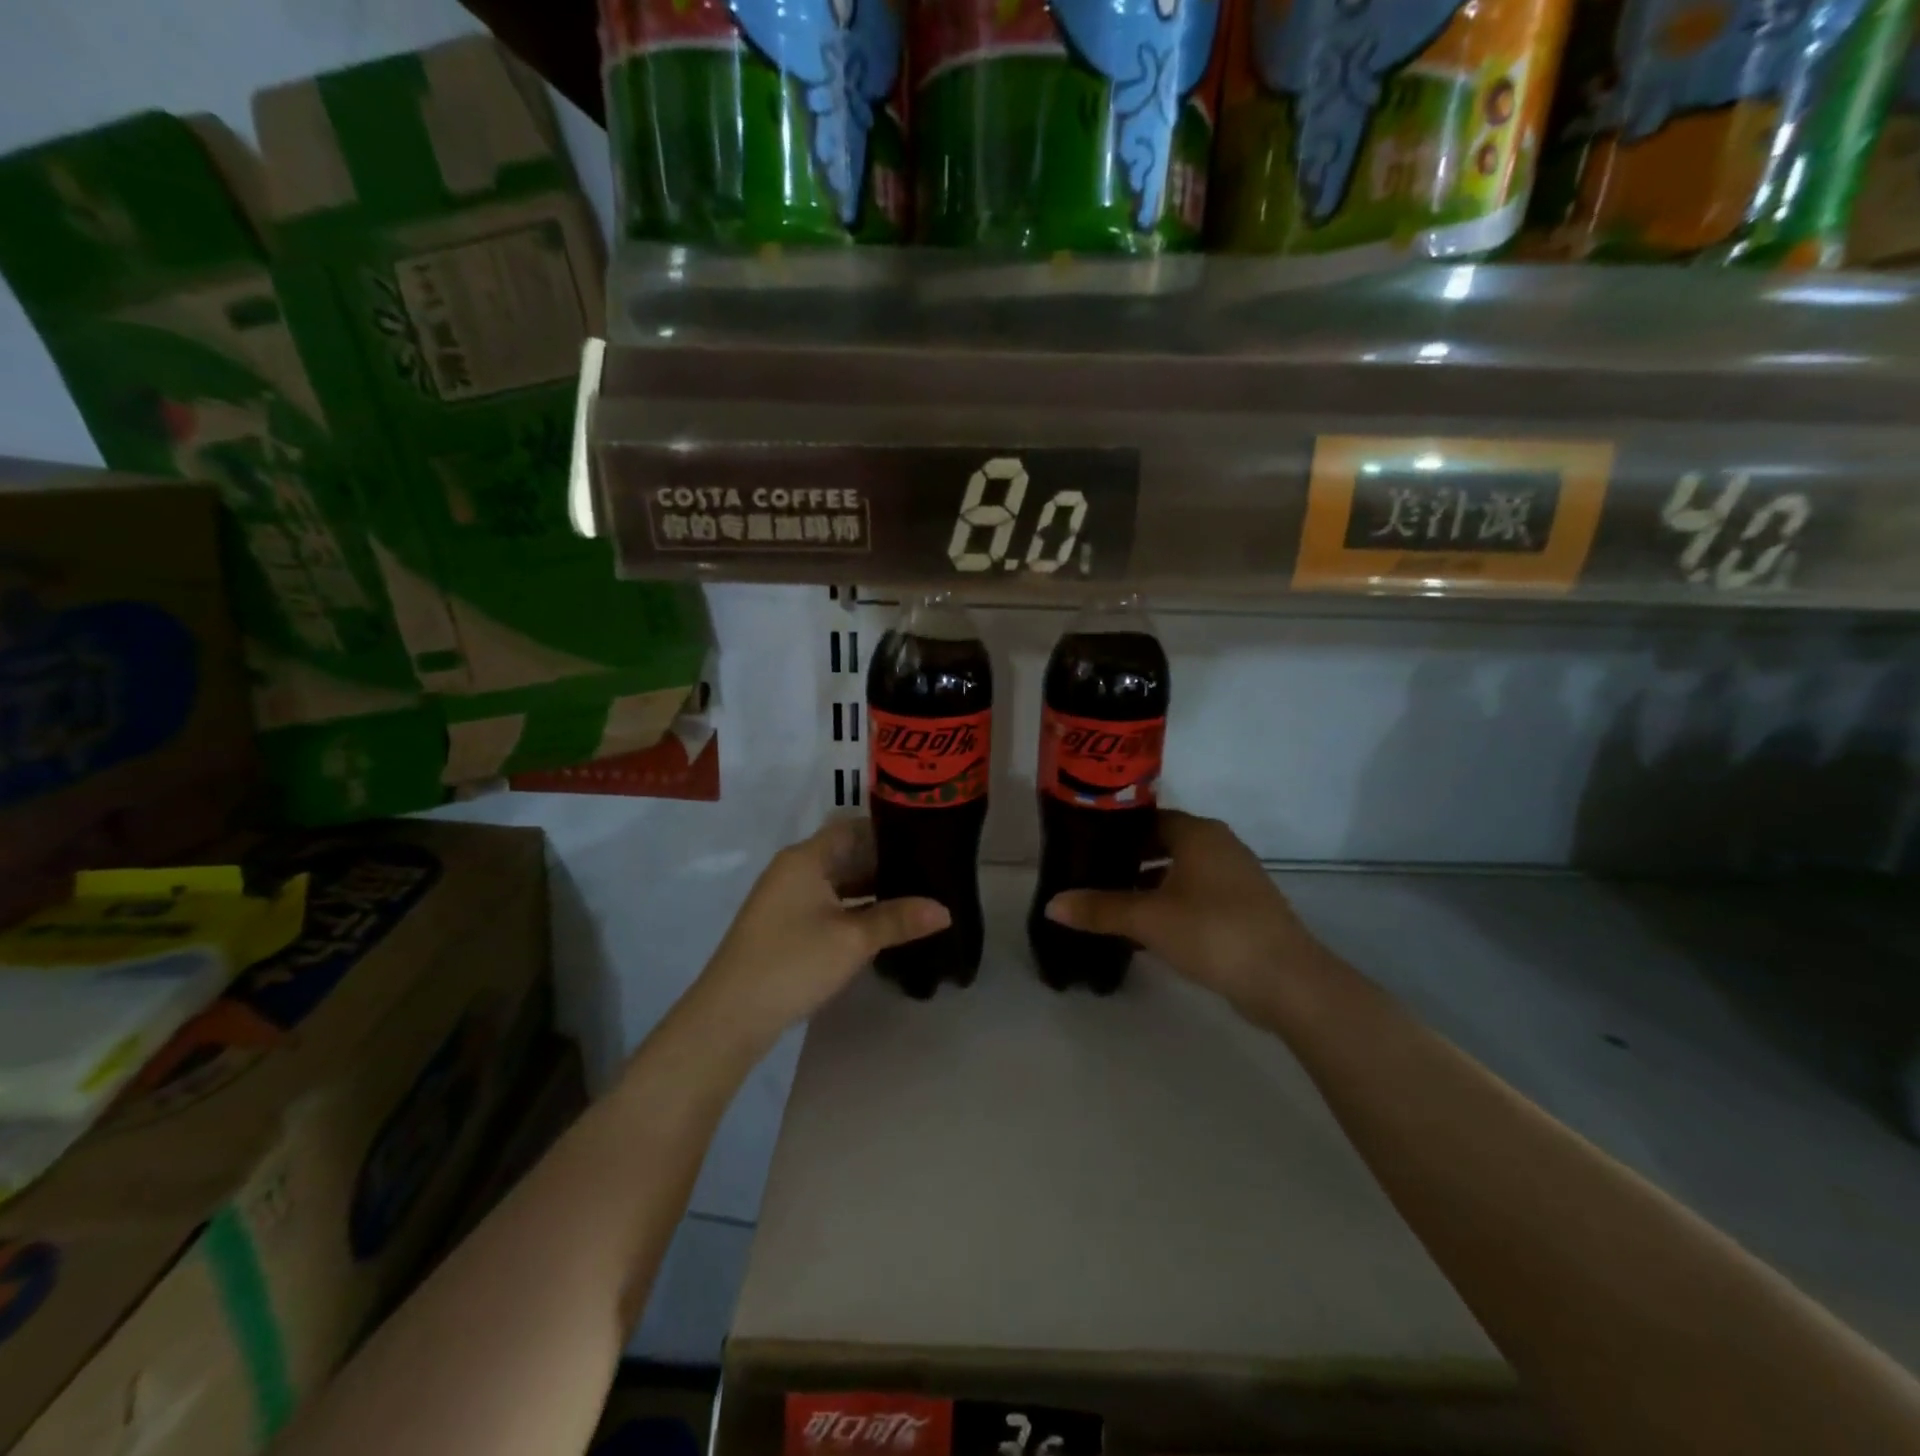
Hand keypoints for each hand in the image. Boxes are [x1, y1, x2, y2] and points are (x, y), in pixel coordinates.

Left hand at [687, 818, 948, 1056]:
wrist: (730, 1016)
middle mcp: (795, 869)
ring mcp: (787, 898)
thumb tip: (945, 909)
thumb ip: (898, 919)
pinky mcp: (786, 925)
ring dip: (872, 889)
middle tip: (931, 872)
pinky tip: (884, 922)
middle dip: (886, 863)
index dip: (889, 831)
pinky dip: (856, 908)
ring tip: (917, 896)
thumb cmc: (792, 963)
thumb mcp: (852, 940)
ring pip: (839, 882)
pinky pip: (829, 904)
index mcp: (806, 858)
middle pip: (847, 853)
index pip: (853, 827)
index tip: (926, 840)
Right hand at [1045, 810, 1326, 1021]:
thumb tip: (1052, 905)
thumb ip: (1099, 909)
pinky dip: (1171, 902)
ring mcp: (1236, 876)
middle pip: (1163, 843)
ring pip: (1180, 871)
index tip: (1084, 846)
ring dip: (1149, 884)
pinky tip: (1148, 928)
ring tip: (1112, 903)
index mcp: (1198, 833)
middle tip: (1090, 875)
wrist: (1286, 980)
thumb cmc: (1212, 931)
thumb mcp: (1148, 918)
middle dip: (1128, 860)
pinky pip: (1197, 894)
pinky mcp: (1244, 907)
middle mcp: (1219, 845)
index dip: (1114, 831)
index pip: (1147, 818)